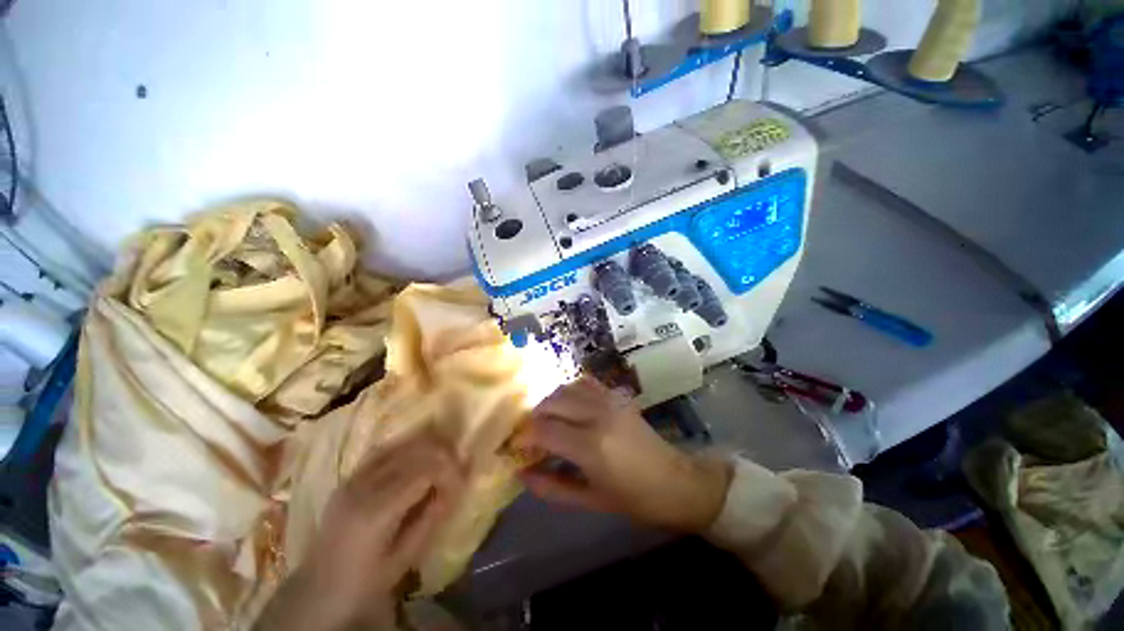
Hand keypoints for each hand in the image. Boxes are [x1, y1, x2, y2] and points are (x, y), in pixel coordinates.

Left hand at [255, 432, 464, 630]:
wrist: (317, 590)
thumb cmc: (364, 583)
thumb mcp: (405, 557)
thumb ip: (433, 516)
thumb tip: (459, 484)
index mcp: (376, 512)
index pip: (424, 471)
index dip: (450, 470)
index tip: (463, 479)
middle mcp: (363, 487)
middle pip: (414, 451)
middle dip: (444, 452)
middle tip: (460, 464)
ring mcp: (353, 478)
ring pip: (401, 444)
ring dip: (428, 444)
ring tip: (446, 455)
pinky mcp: (349, 477)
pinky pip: (385, 450)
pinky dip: (408, 445)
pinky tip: (420, 452)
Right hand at [518, 377, 730, 531]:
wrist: (676, 481)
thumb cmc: (634, 499)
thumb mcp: (589, 500)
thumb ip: (551, 486)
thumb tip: (520, 472)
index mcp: (590, 446)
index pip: (543, 429)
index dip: (523, 435)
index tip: (514, 444)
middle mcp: (597, 415)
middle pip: (551, 402)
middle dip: (533, 416)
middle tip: (528, 434)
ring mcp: (609, 400)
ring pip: (565, 389)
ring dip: (549, 402)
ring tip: (545, 420)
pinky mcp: (617, 395)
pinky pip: (585, 382)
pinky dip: (570, 390)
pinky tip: (567, 405)